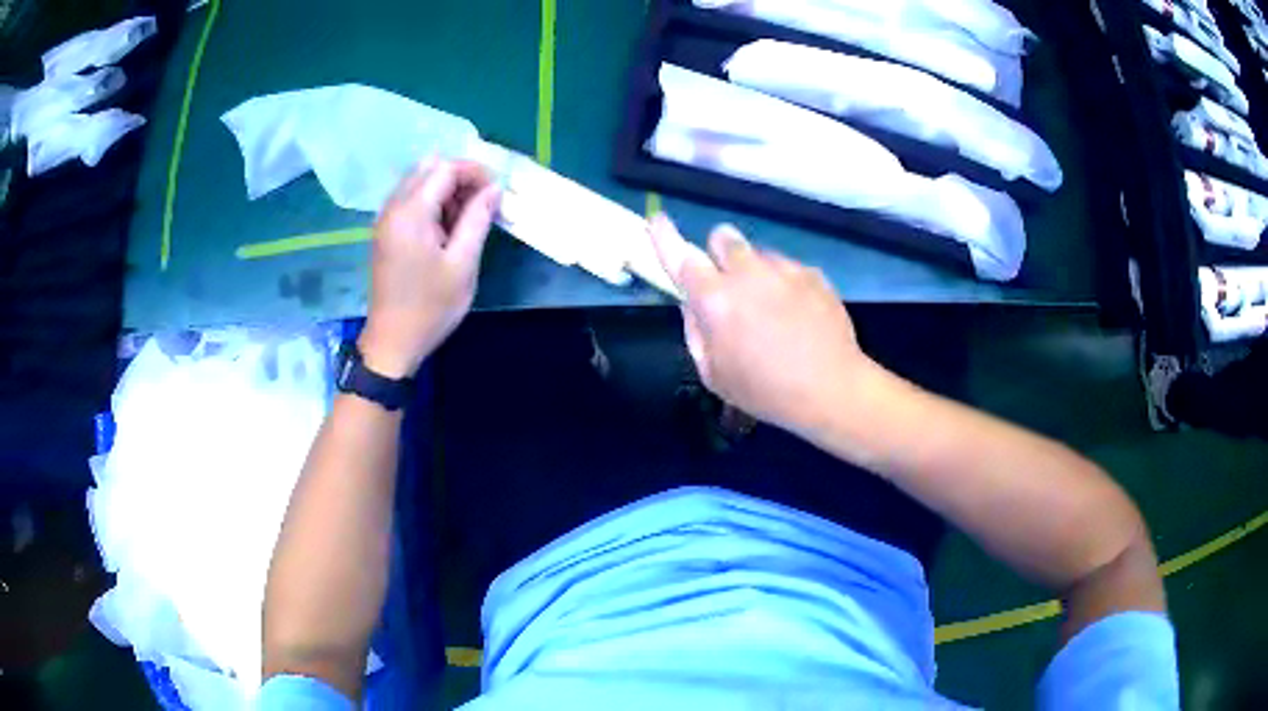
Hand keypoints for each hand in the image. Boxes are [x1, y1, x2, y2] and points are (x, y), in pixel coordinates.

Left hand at [359, 159, 499, 377]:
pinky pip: (410, 200)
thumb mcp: (463, 264)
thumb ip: (478, 219)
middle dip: (460, 178)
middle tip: (483, 204)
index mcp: (411, 212)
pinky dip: (432, 203)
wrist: (393, 342)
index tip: (497, 192)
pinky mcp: (385, 231)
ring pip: (419, 182)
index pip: (445, 168)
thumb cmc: (431, 307)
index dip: (474, 172)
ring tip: (468, 218)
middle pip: (429, 168)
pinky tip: (448, 228)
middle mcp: (393, 207)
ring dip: (446, 190)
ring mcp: (386, 219)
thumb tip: (494, 188)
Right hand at [648, 214, 870, 432]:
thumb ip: (695, 331)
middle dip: (719, 254)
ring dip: (755, 272)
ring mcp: (783, 269)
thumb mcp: (713, 373)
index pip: (680, 257)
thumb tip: (693, 303)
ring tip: (773, 309)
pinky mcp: (812, 273)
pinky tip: (799, 315)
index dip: (664, 237)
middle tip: (729, 285)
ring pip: (758, 253)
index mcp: (714, 300)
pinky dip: (785, 284)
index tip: (658, 219)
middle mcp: (746, 273)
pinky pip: (788, 268)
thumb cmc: (764, 390)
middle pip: (722, 237)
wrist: (830, 389)